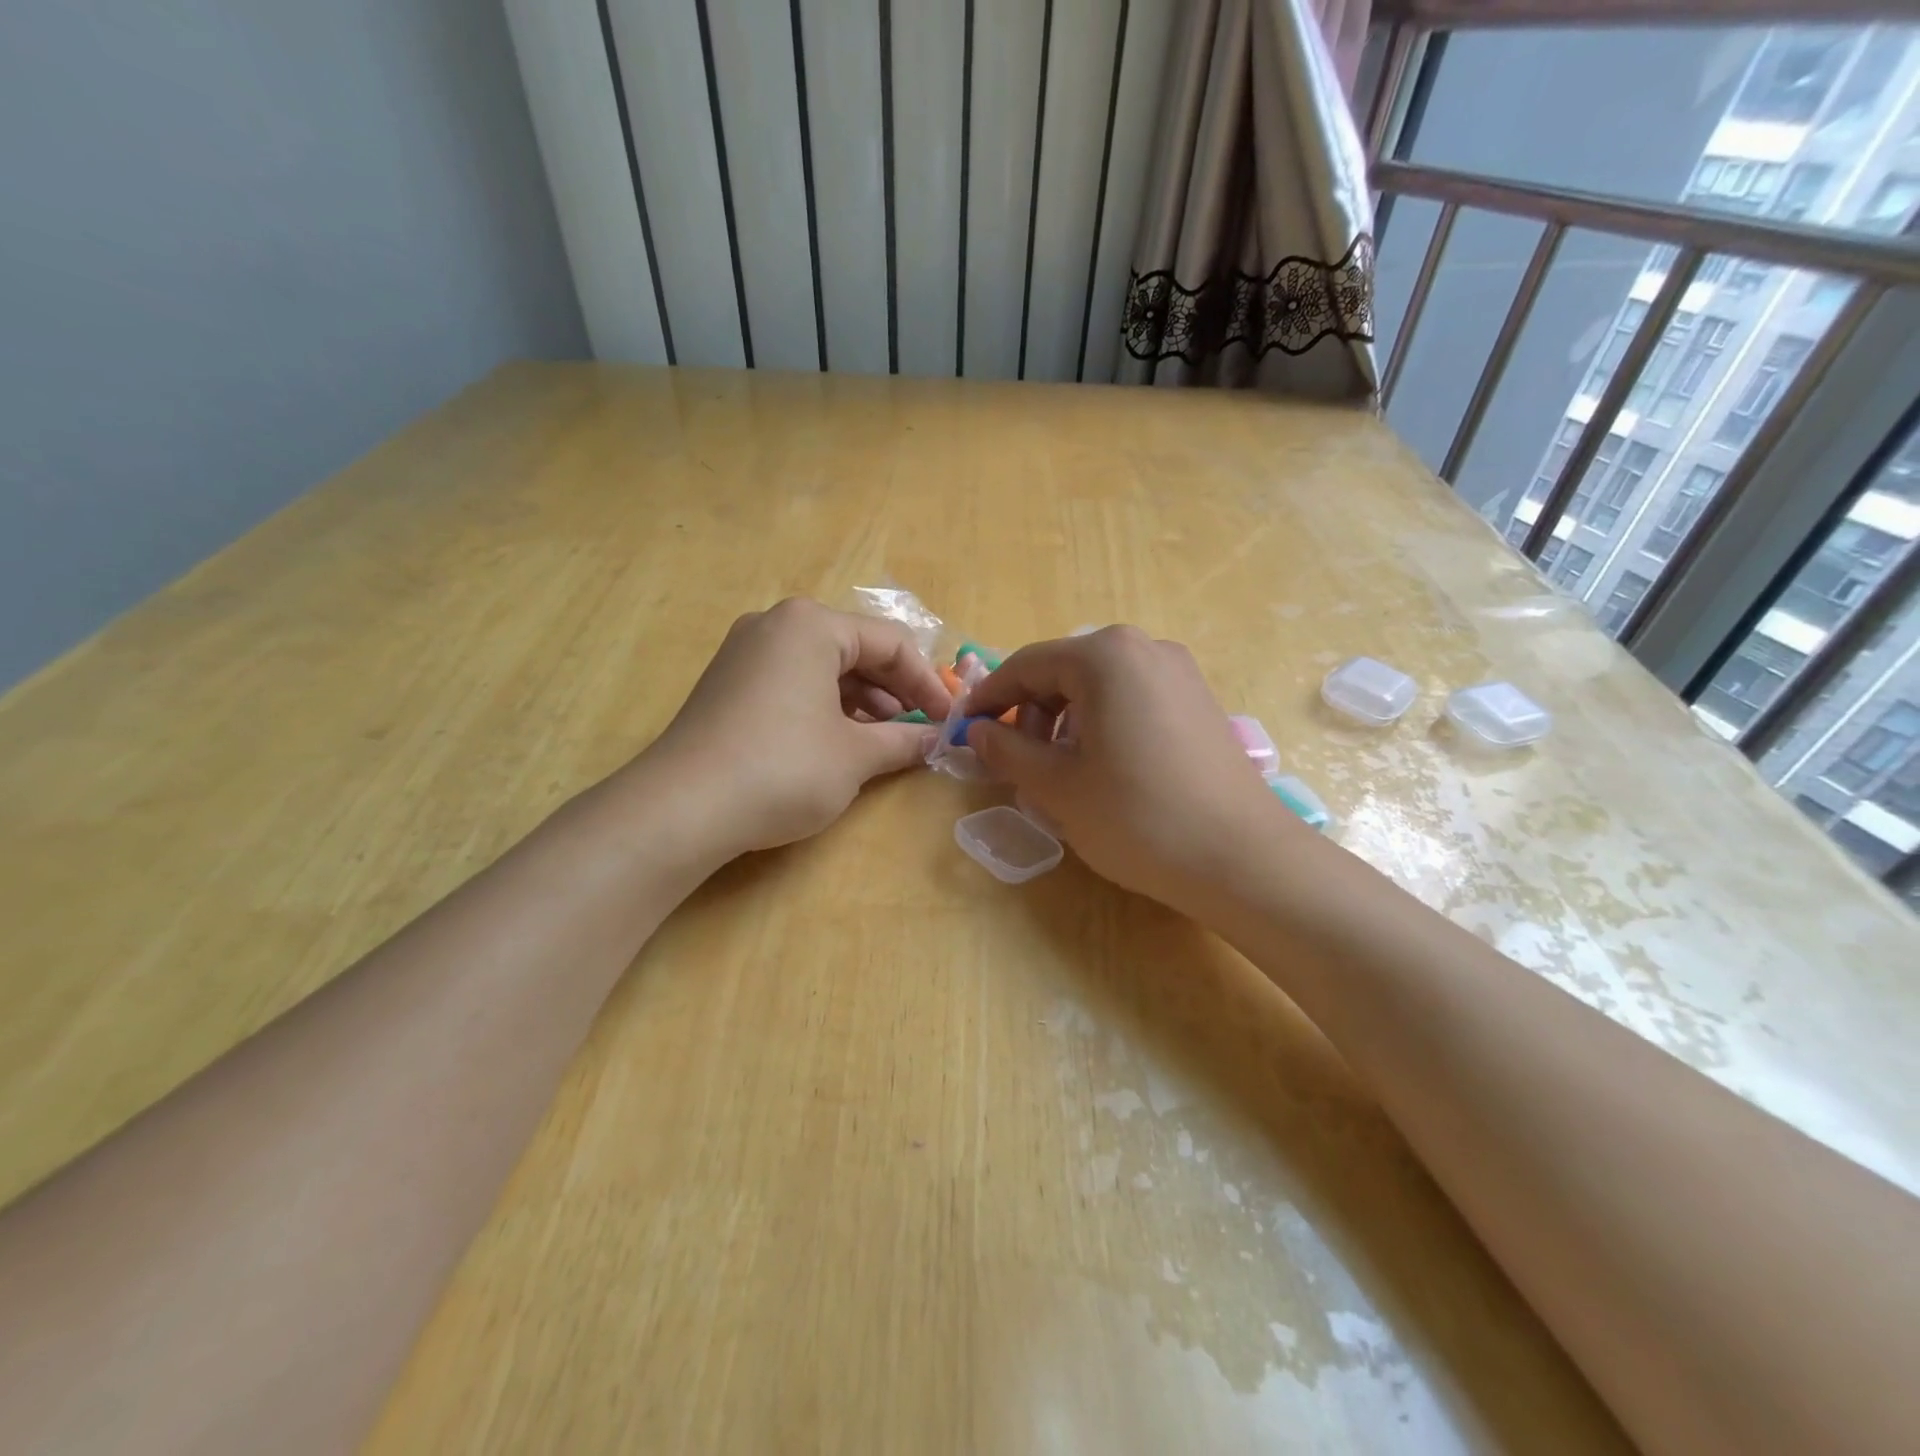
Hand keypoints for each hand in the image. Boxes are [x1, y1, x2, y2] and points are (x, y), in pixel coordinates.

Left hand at [642, 598, 950, 857]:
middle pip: (857, 650)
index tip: (948, 720)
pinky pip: (794, 683)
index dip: (927, 683)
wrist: (681, 809)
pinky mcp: (729, 684)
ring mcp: (746, 653)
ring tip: (884, 743)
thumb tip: (939, 740)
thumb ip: (904, 741)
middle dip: (895, 692)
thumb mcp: (855, 756)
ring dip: (863, 703)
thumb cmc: (782, 768)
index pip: (891, 643)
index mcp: (811, 625)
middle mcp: (776, 625)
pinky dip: (827, 708)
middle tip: (920, 732)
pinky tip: (841, 743)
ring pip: (825, 668)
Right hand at [962, 627, 1304, 916]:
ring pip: (1099, 688)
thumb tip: (979, 732)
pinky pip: (1132, 701)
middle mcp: (1145, 648)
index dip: (989, 698)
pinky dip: (1103, 726)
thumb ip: (1007, 750)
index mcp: (1105, 656)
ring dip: (1066, 722)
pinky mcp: (1200, 703)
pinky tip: (1104, 770)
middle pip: (1065, 671)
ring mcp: (1180, 673)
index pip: (1026, 665)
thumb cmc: (1137, 817)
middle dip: (1031, 713)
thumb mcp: (1057, 786)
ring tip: (1060, 773)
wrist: (1243, 860)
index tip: (965, 730)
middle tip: (1018, 763)